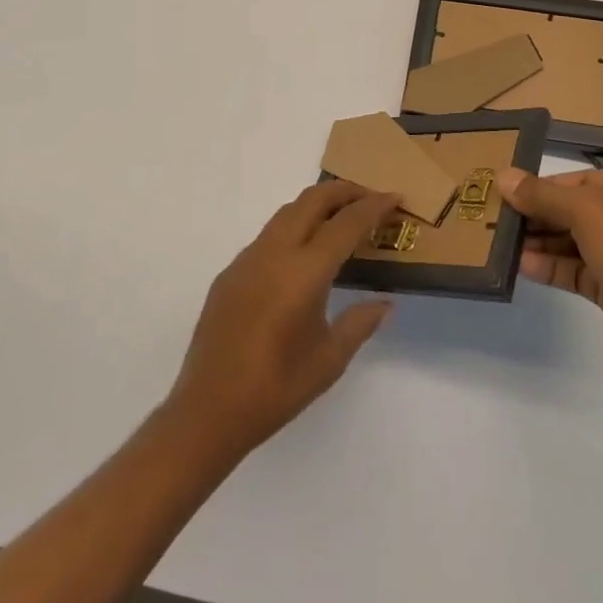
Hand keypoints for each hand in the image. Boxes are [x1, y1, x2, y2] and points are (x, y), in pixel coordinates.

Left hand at [167, 182, 400, 459]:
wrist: (207, 411)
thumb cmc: (275, 390)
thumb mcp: (329, 361)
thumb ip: (359, 324)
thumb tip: (385, 303)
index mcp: (304, 272)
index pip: (346, 223)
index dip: (374, 206)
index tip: (395, 197)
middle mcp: (275, 252)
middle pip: (313, 199)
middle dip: (345, 191)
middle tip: (370, 198)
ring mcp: (248, 258)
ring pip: (288, 211)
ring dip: (317, 204)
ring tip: (340, 218)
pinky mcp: (230, 271)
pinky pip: (268, 235)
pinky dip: (293, 227)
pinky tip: (301, 254)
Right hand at [501, 168, 602, 385]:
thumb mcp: (587, 212)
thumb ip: (543, 195)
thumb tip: (503, 176)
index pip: (580, 182)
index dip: (543, 186)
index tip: (507, 192)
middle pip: (574, 211)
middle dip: (538, 215)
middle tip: (497, 217)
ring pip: (573, 243)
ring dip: (540, 242)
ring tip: (501, 241)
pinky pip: (576, 272)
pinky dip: (550, 267)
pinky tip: (521, 266)